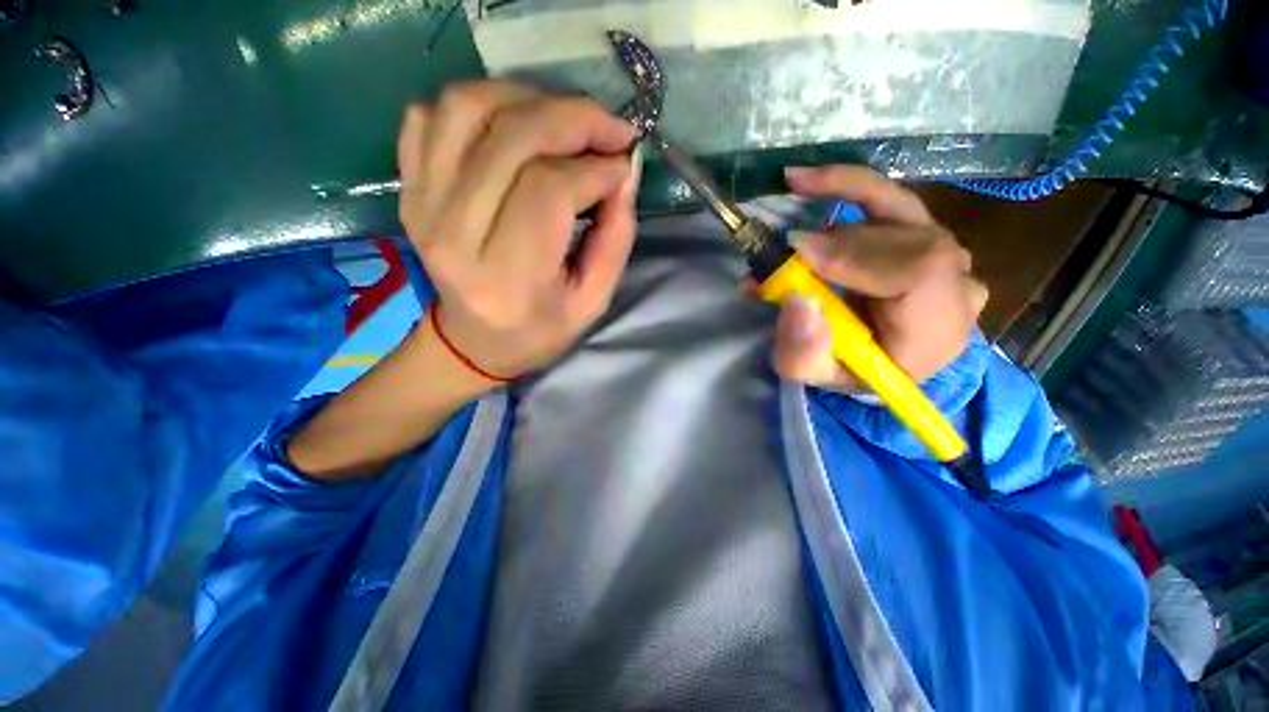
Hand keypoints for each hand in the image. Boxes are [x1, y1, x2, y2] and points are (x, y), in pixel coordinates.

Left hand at [397, 81, 640, 380]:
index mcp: (507, 275)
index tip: (623, 166)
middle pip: (511, 138)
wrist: (472, 341)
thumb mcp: (592, 302)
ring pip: (467, 108)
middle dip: (573, 119)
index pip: (549, 190)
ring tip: (564, 121)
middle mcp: (454, 233)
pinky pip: (430, 115)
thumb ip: (616, 240)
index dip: (595, 168)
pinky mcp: (409, 189)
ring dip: (527, 98)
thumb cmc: (539, 329)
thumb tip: (624, 173)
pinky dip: (477, 104)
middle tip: (609, 130)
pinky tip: (512, 128)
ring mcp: (422, 204)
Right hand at [772, 166, 988, 391]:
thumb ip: (804, 354)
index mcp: (936, 330)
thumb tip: (797, 303)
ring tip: (789, 237)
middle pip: (903, 241)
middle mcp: (956, 284)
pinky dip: (847, 185)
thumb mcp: (817, 377)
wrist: (882, 360)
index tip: (800, 254)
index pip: (919, 274)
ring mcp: (949, 253)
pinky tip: (807, 180)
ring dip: (832, 222)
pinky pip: (891, 198)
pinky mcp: (927, 234)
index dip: (858, 256)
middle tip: (782, 255)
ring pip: (893, 215)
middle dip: (834, 245)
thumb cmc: (852, 372)